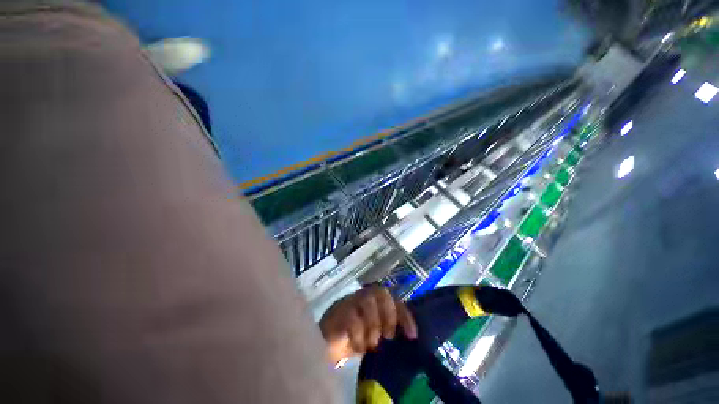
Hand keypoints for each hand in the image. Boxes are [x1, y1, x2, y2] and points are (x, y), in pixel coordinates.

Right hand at [319, 285, 417, 364]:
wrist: (325, 345)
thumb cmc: (353, 340)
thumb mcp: (374, 336)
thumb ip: (386, 331)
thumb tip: (407, 340)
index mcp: (373, 301)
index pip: (393, 299)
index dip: (404, 315)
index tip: (412, 336)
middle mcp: (362, 297)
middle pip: (381, 292)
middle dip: (389, 314)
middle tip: (388, 336)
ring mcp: (350, 301)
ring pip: (367, 299)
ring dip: (373, 324)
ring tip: (372, 344)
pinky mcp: (338, 311)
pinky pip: (352, 317)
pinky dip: (359, 335)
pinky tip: (358, 348)